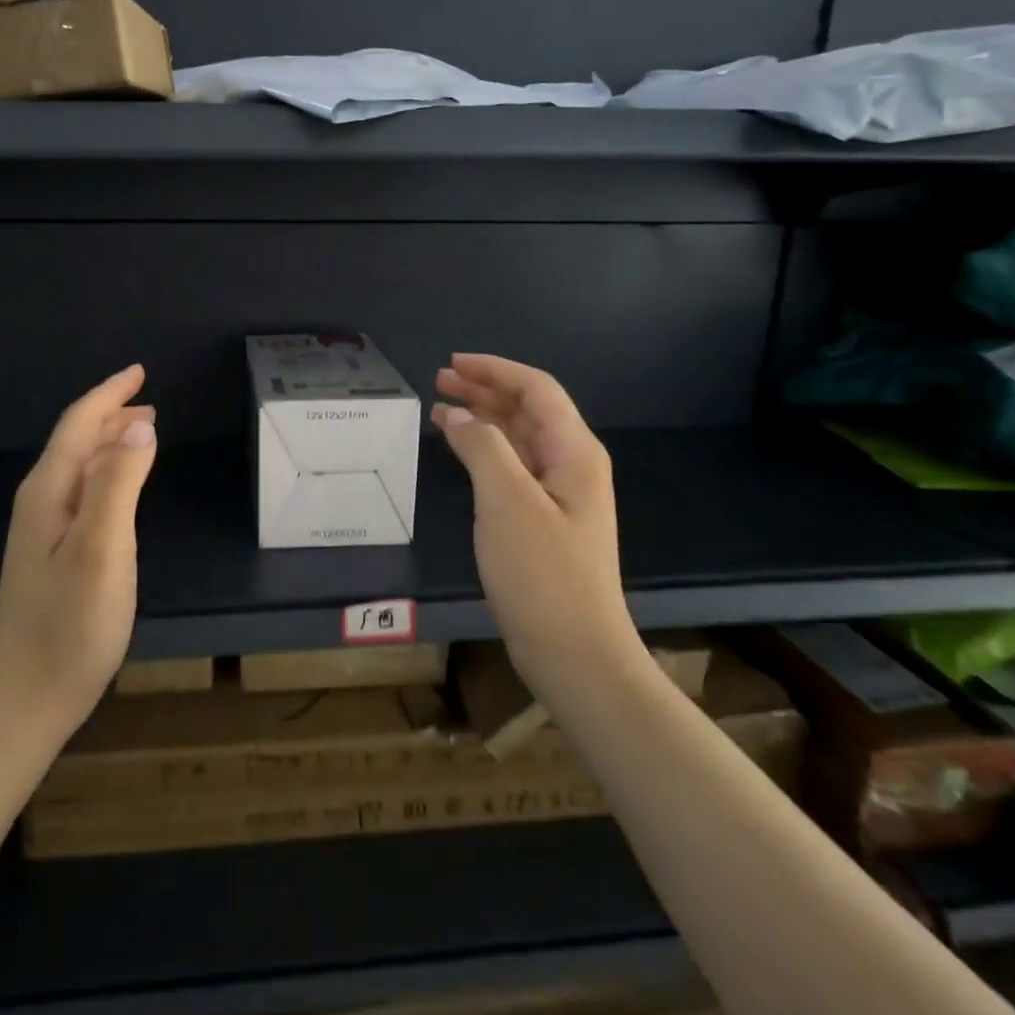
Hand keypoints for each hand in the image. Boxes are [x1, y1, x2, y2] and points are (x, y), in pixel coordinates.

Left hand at [0, 364, 157, 745]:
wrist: (26, 699)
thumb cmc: (69, 625)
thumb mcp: (102, 549)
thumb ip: (119, 484)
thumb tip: (140, 426)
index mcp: (49, 492)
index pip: (79, 424)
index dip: (109, 394)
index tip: (139, 371)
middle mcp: (41, 502)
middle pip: (76, 441)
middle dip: (110, 414)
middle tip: (149, 401)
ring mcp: (43, 531)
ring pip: (79, 467)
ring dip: (109, 442)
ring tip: (142, 432)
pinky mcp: (53, 555)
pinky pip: (83, 493)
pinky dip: (107, 474)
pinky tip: (120, 487)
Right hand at [433, 354, 638, 711]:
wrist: (574, 652)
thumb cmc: (542, 574)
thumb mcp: (507, 502)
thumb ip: (484, 449)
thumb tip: (463, 417)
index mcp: (574, 452)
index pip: (536, 390)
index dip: (495, 370)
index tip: (453, 362)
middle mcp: (571, 464)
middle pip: (528, 410)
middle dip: (485, 389)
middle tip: (440, 380)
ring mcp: (559, 494)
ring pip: (519, 438)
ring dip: (483, 418)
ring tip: (441, 408)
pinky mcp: (543, 519)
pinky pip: (512, 467)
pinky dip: (484, 450)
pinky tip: (460, 450)